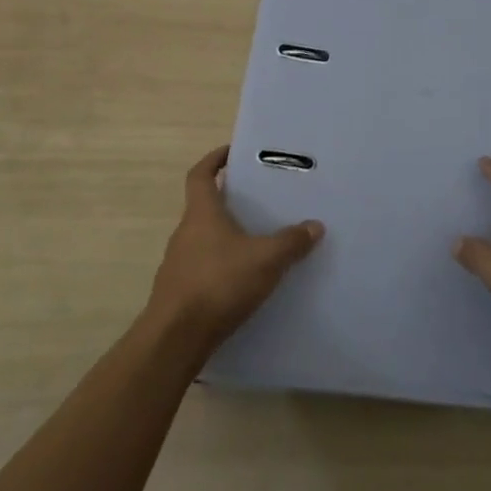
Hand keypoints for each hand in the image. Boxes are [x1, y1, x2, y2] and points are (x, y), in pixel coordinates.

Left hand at [147, 145, 322, 352]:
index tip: (231, 152)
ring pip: (203, 239)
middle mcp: (185, 232)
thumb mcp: (266, 259)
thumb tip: (315, 225)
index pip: (200, 174)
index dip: (214, 160)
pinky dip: (220, 265)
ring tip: (255, 242)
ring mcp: (177, 263)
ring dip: (224, 236)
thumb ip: (291, 242)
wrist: (175, 338)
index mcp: (202, 213)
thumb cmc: (219, 283)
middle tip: (257, 201)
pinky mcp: (178, 291)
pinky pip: (202, 267)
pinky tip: (241, 281)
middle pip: (203, 207)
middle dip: (227, 201)